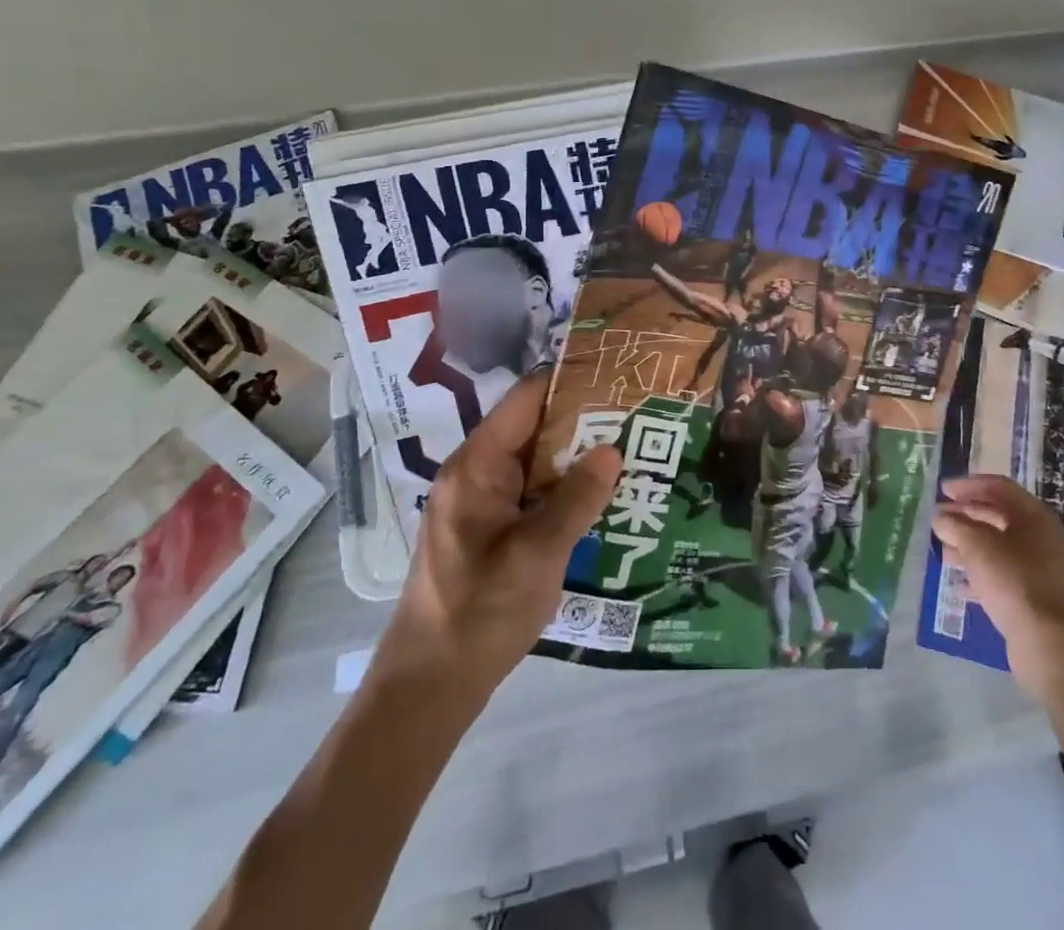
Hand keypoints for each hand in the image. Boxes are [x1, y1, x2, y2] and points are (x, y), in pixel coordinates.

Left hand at [376, 373, 620, 696]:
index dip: (569, 382)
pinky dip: (562, 490)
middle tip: (636, 416)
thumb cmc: (480, 611)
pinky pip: (529, 493)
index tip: (616, 376)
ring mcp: (479, 504)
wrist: (427, 688)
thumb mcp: (538, 553)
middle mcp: (474, 474)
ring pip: (534, 463)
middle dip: (582, 422)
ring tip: (630, 450)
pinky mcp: (486, 531)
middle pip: (532, 428)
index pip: (526, 400)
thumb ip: (577, 498)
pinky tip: (600, 499)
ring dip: (576, 459)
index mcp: (477, 466)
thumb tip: (613, 449)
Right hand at [931, 475, 1063, 702]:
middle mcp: (1040, 537)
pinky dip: (979, 573)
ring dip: (969, 545)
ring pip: (997, 546)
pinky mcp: (1033, 595)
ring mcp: (1039, 567)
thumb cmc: (1013, 581)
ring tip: (943, 551)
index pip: (998, 487)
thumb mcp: (977, 547)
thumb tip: (939, 517)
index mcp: (1034, 516)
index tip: (943, 490)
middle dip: (965, 516)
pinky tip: (959, 584)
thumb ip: (955, 526)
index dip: (968, 485)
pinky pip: (1001, 574)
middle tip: (939, 520)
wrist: (1049, 644)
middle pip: (997, 516)